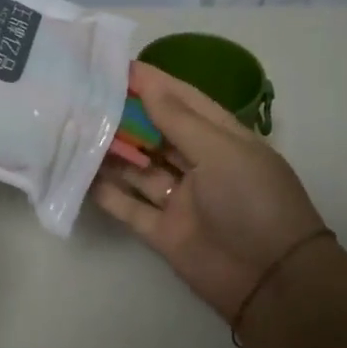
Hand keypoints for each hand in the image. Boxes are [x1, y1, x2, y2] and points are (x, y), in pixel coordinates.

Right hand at [94, 62, 325, 321]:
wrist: (272, 282)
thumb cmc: (253, 202)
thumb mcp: (222, 151)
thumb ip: (179, 119)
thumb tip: (147, 83)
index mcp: (222, 139)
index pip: (183, 101)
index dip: (153, 83)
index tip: (117, 65)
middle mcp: (199, 164)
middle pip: (156, 133)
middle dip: (125, 116)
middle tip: (85, 96)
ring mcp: (180, 199)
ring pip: (139, 169)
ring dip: (112, 152)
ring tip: (75, 130)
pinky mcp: (163, 232)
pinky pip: (129, 207)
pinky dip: (108, 193)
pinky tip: (80, 174)